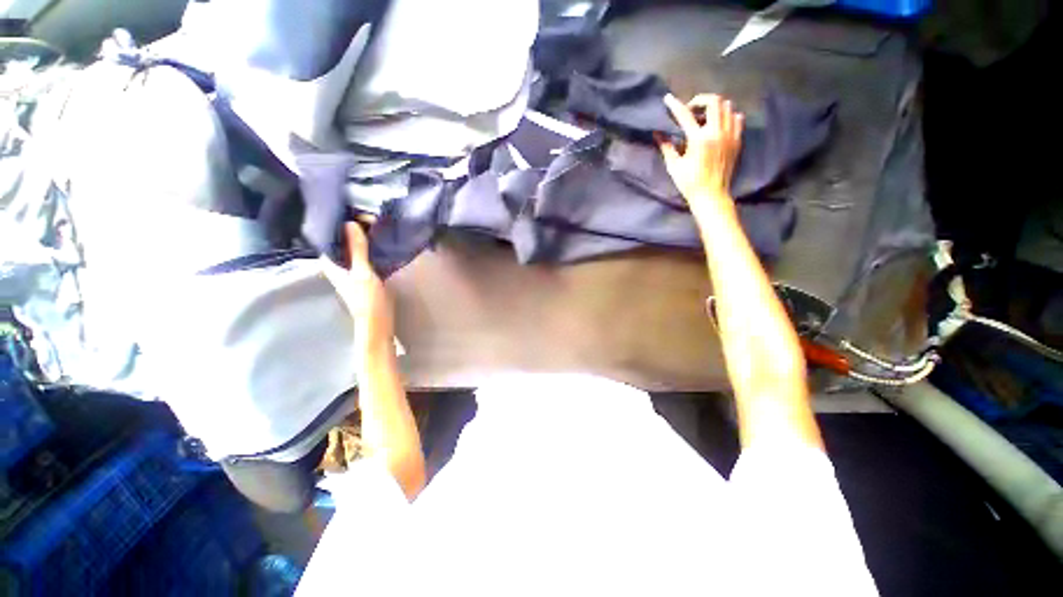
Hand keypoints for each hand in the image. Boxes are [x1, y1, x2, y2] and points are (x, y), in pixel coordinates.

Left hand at [320, 222, 394, 349]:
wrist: (378, 320)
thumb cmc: (367, 299)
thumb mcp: (362, 273)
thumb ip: (357, 249)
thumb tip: (350, 223)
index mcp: (332, 262)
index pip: (330, 236)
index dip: (339, 223)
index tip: (354, 211)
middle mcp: (340, 263)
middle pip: (343, 240)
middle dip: (354, 228)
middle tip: (370, 216)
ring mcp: (353, 268)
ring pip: (356, 246)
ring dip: (364, 237)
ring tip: (377, 223)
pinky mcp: (366, 272)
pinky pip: (367, 254)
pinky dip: (372, 246)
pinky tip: (381, 239)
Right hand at [659, 93, 743, 215]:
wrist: (712, 195)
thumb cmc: (689, 183)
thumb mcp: (674, 166)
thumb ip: (666, 147)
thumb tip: (657, 133)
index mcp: (699, 139)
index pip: (685, 115)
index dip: (675, 105)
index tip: (668, 98)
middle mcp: (717, 132)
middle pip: (714, 101)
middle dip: (700, 100)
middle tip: (691, 109)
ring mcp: (730, 135)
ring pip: (727, 107)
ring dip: (715, 107)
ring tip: (705, 117)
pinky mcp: (737, 140)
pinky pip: (737, 118)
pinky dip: (728, 116)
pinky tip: (719, 125)